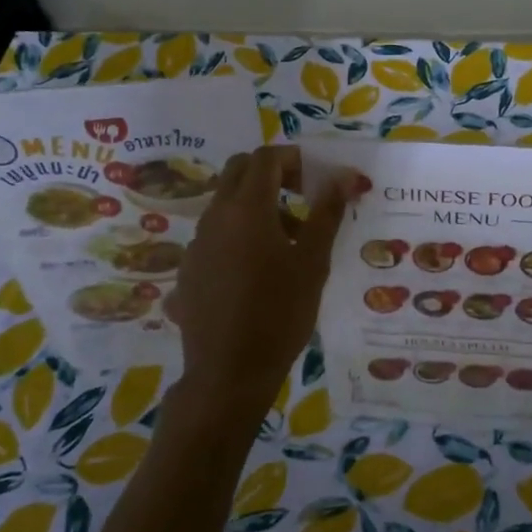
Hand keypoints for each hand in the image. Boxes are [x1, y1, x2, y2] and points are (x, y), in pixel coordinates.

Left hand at [171, 146, 346, 436]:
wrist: (228, 373)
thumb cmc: (280, 314)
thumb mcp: (312, 263)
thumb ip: (326, 213)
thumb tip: (342, 177)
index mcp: (247, 208)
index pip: (266, 158)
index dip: (294, 159)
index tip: (317, 179)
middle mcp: (216, 215)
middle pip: (239, 170)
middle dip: (272, 174)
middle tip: (302, 197)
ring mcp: (197, 242)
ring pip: (226, 202)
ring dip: (257, 205)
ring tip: (288, 242)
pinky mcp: (189, 267)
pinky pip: (216, 232)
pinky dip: (239, 232)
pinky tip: (258, 271)